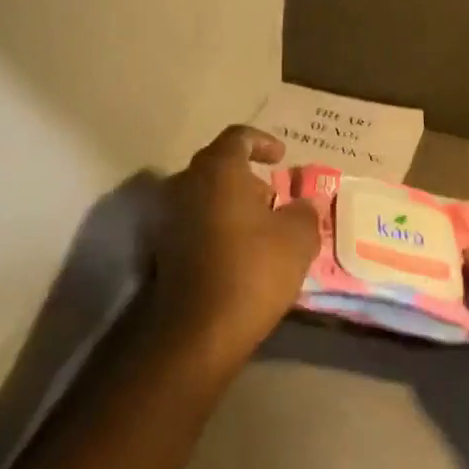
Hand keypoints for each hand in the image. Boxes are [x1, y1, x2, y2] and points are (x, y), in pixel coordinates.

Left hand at [149, 125, 320, 371]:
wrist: (199, 330)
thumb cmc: (253, 269)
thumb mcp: (298, 238)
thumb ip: (305, 212)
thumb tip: (305, 204)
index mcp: (218, 170)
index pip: (238, 137)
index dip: (262, 142)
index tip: (281, 157)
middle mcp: (186, 184)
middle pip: (218, 166)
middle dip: (248, 177)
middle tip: (274, 196)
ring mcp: (169, 217)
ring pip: (206, 195)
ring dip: (232, 203)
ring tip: (263, 227)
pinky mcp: (163, 248)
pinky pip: (195, 222)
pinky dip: (218, 225)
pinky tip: (241, 250)